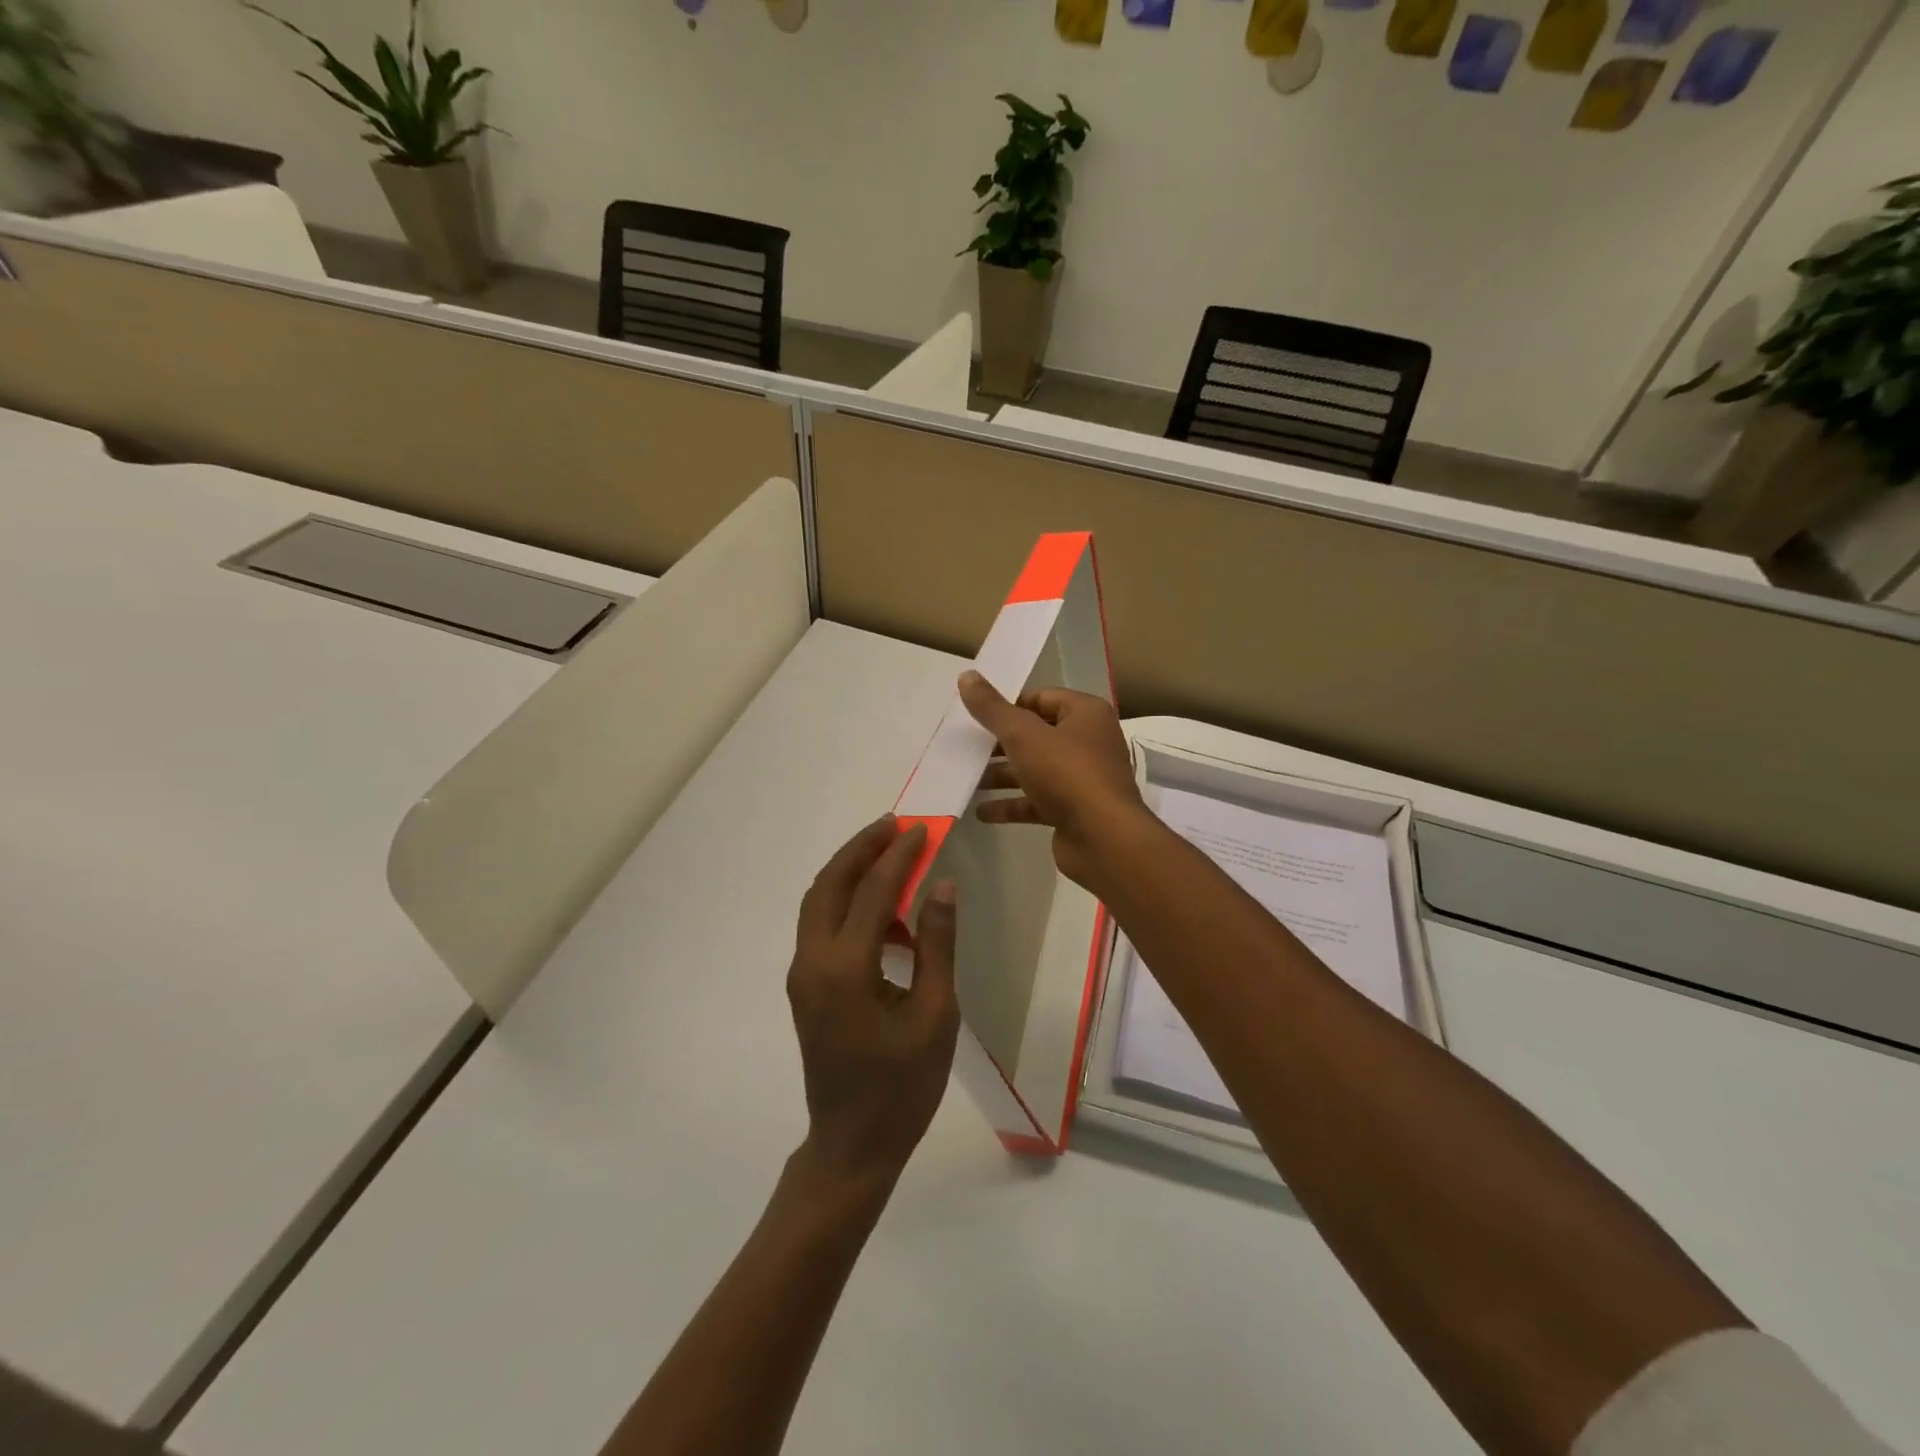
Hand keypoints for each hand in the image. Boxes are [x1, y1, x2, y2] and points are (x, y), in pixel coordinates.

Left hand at [787, 816, 960, 1186]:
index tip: (922, 828)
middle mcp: (813, 962)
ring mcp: (802, 974)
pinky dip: (846, 901)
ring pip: (819, 901)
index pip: (872, 892)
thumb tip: (942, 886)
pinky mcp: (805, 986)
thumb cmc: (902, 1087)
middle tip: (895, 824)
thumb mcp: (935, 1015)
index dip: (899, 856)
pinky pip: (820, 925)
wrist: (852, 1145)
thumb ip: (936, 945)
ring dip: (849, 870)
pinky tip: (883, 912)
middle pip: (830, 884)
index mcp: (846, 969)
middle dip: (861, 848)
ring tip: (889, 853)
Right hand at [957, 671, 1149, 890]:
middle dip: (1001, 743)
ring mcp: (1082, 779)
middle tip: (967, 748)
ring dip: (1003, 775)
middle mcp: (1088, 742)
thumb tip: (966, 675)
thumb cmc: (1066, 774)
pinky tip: (982, 812)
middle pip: (1037, 734)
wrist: (1103, 839)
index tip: (977, 717)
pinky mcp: (1074, 810)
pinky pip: (1037, 802)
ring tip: (968, 779)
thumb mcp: (1023, 735)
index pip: (1042, 698)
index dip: (1009, 705)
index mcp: (1085, 714)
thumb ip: (992, 708)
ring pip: (1036, 769)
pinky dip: (1012, 805)